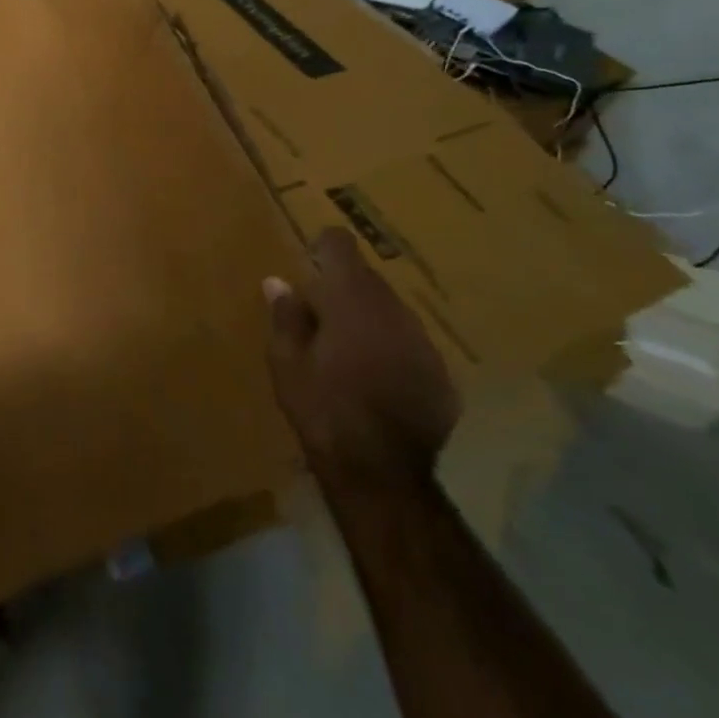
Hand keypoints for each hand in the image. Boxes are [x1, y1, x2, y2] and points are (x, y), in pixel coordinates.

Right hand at [264, 229, 458, 489]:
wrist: (383, 472)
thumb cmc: (322, 408)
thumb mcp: (286, 362)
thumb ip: (285, 316)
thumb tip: (277, 281)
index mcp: (350, 298)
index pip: (340, 245)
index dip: (323, 247)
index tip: (309, 262)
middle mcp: (392, 308)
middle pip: (366, 278)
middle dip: (342, 290)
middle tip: (318, 319)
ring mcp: (422, 340)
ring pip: (390, 312)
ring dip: (368, 320)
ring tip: (347, 353)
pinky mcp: (440, 373)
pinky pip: (409, 345)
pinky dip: (391, 352)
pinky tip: (376, 382)